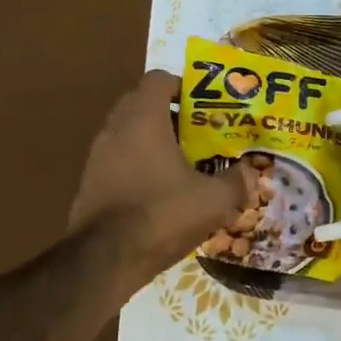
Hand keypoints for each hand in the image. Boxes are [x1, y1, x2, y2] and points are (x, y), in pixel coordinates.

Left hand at [69, 71, 249, 278]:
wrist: (103, 261)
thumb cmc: (161, 214)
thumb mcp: (214, 200)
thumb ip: (236, 182)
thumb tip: (251, 174)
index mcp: (143, 119)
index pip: (158, 79)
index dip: (183, 85)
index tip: (205, 104)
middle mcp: (115, 129)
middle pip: (141, 103)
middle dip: (170, 112)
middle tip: (198, 131)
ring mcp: (97, 157)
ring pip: (127, 132)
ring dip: (152, 139)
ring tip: (182, 161)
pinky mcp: (89, 183)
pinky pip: (117, 160)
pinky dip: (137, 164)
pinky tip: (160, 190)